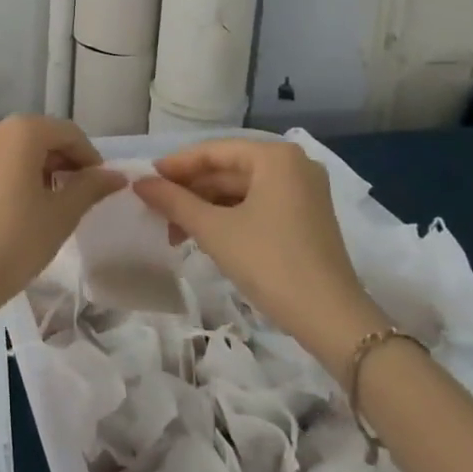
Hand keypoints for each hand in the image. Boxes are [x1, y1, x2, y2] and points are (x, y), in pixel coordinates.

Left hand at [0, 115, 122, 319]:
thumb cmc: (15, 242)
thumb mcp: (62, 215)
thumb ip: (90, 187)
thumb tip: (116, 175)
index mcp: (20, 132)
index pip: (67, 132)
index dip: (88, 156)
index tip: (98, 185)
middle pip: (35, 136)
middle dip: (59, 160)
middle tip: (73, 194)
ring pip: (8, 150)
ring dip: (30, 168)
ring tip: (41, 203)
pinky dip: (3, 177)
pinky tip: (7, 210)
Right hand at [133, 138, 386, 378]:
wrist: (332, 320)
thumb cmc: (270, 263)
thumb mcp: (215, 230)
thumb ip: (174, 202)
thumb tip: (139, 183)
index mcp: (274, 157)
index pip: (213, 151)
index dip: (176, 166)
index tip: (145, 181)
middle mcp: (292, 165)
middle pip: (227, 170)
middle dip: (190, 192)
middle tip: (156, 211)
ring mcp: (303, 191)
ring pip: (241, 190)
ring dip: (206, 208)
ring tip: (175, 232)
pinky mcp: (306, 217)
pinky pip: (257, 205)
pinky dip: (229, 217)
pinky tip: (204, 236)